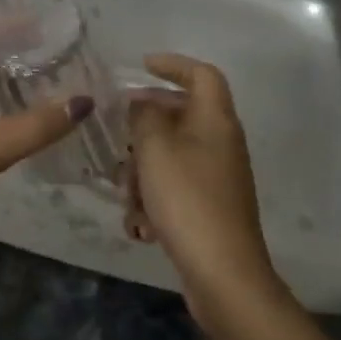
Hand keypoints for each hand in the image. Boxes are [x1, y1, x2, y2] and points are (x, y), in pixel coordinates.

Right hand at [126, 53, 278, 312]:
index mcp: (215, 120)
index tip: (141, 66)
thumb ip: (143, 116)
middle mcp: (220, 143)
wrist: (222, 274)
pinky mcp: (209, 208)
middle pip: (180, 116)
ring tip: (127, 194)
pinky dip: (153, 200)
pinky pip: (174, 188)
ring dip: (143, 171)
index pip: (202, 74)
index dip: (173, 65)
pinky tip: (140, 225)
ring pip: (170, 156)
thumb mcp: (154, 148)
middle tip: (118, 136)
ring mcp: (217, 178)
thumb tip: (141, 103)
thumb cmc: (187, 199)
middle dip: (144, 128)